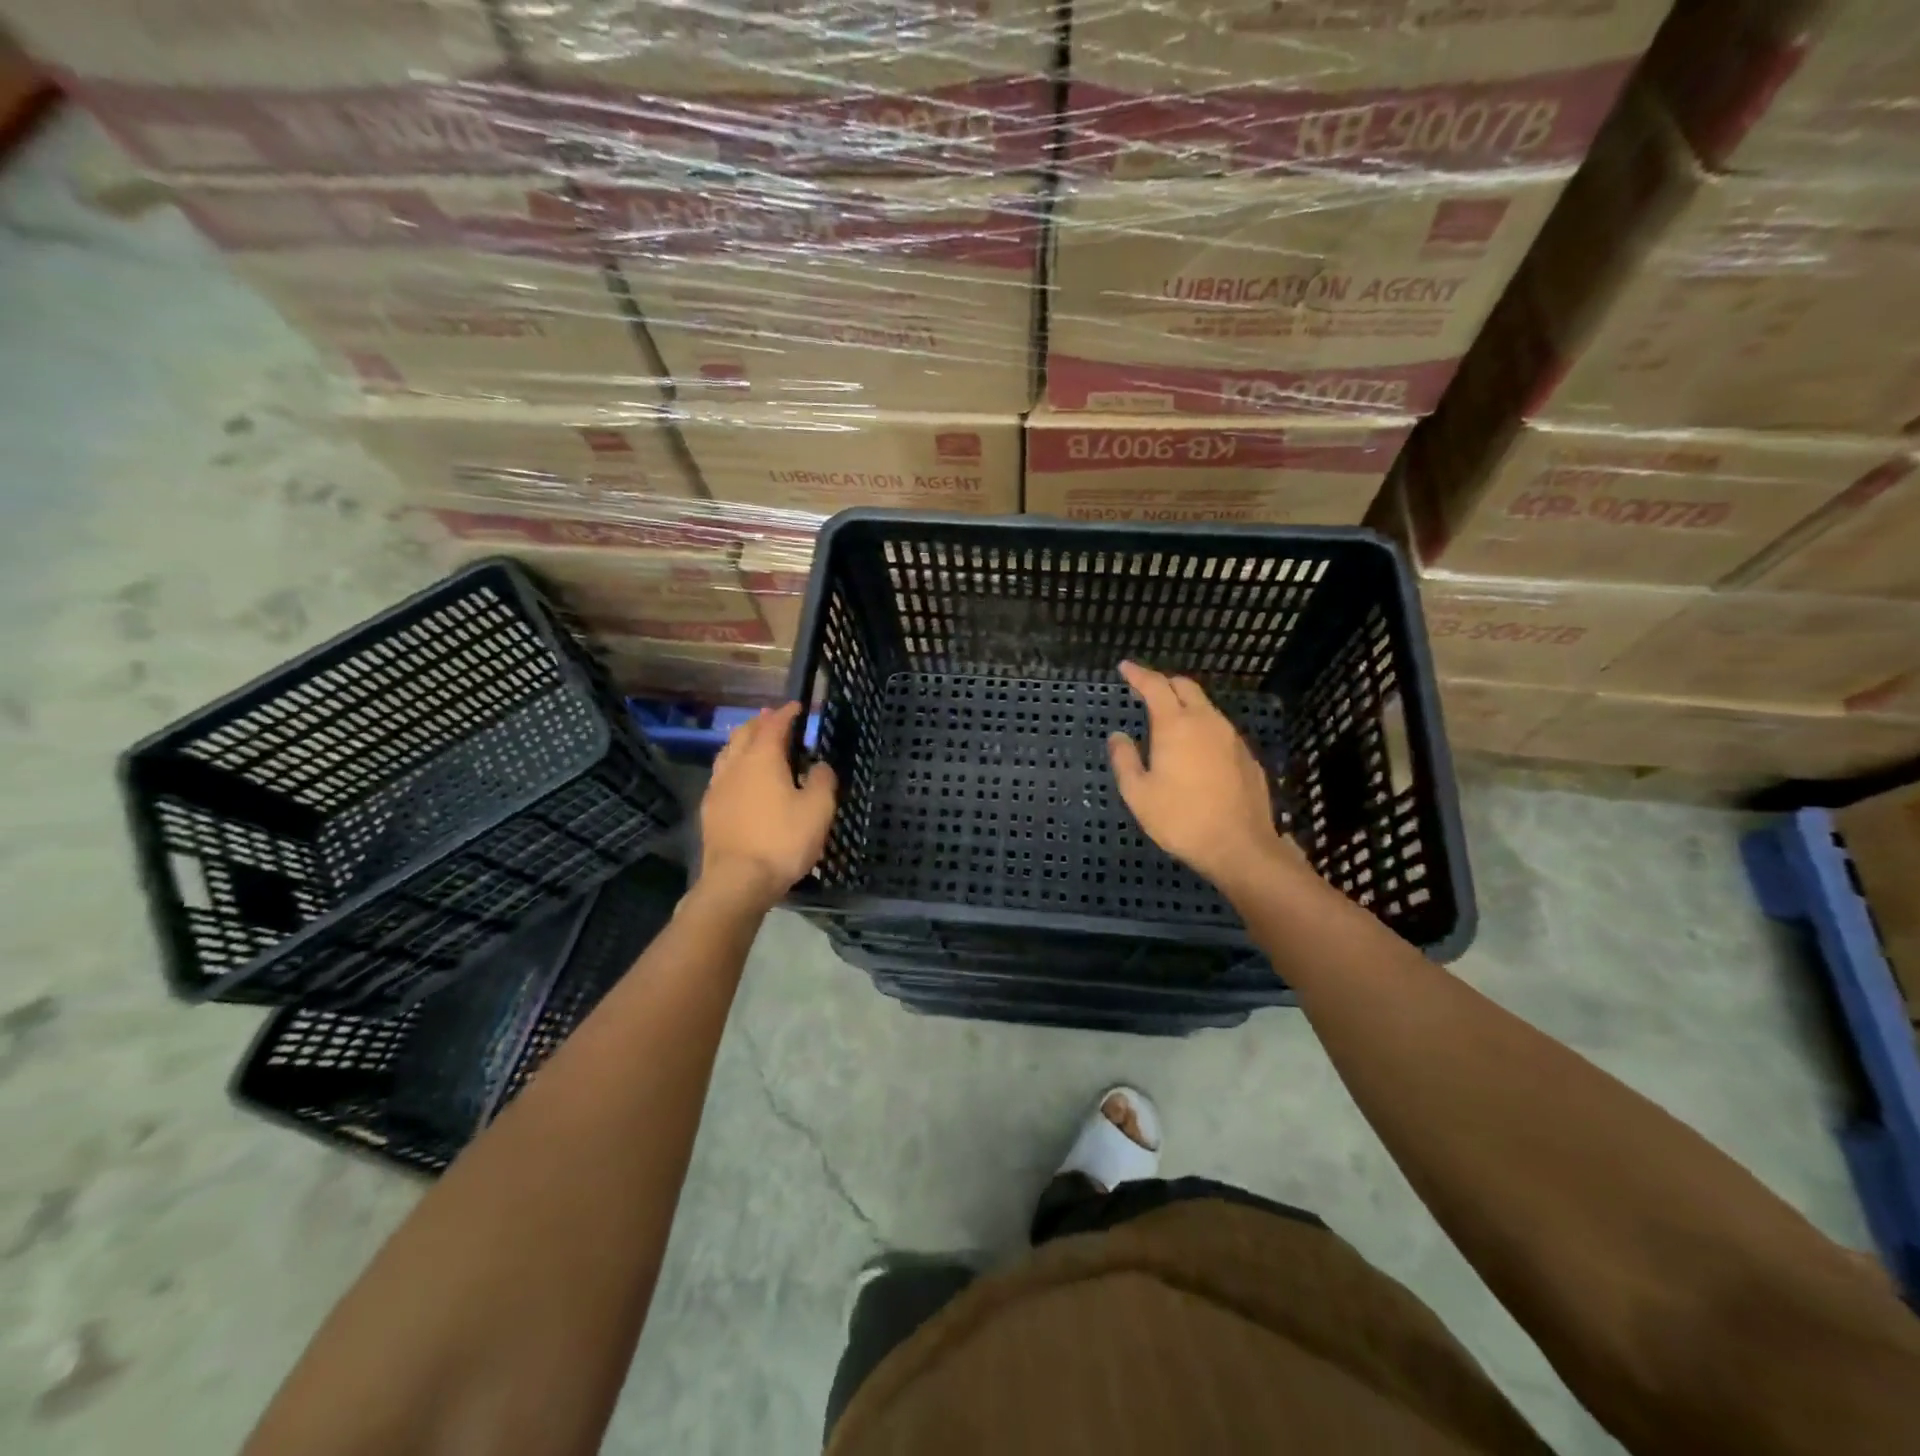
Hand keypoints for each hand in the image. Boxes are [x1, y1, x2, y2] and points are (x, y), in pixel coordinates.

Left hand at [699, 702, 837, 908]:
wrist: (737, 880)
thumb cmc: (782, 840)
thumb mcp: (817, 810)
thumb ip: (821, 781)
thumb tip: (820, 765)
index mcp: (762, 759)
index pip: (774, 725)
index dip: (786, 713)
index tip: (797, 706)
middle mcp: (736, 765)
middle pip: (745, 733)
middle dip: (761, 722)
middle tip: (774, 718)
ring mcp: (718, 788)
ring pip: (728, 752)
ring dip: (742, 741)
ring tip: (753, 741)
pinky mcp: (710, 810)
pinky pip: (721, 775)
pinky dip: (733, 765)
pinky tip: (738, 778)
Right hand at [1107, 661, 1308, 898]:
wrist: (1239, 846)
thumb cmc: (1181, 819)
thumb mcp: (1138, 794)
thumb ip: (1124, 760)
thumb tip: (1118, 736)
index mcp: (1176, 725)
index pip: (1155, 686)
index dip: (1138, 674)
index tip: (1125, 667)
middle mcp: (1206, 722)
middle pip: (1185, 687)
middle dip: (1164, 683)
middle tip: (1146, 689)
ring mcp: (1231, 737)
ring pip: (1206, 706)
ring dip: (1185, 704)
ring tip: (1168, 718)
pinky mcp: (1246, 755)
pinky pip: (1219, 728)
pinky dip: (1202, 725)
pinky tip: (1195, 747)